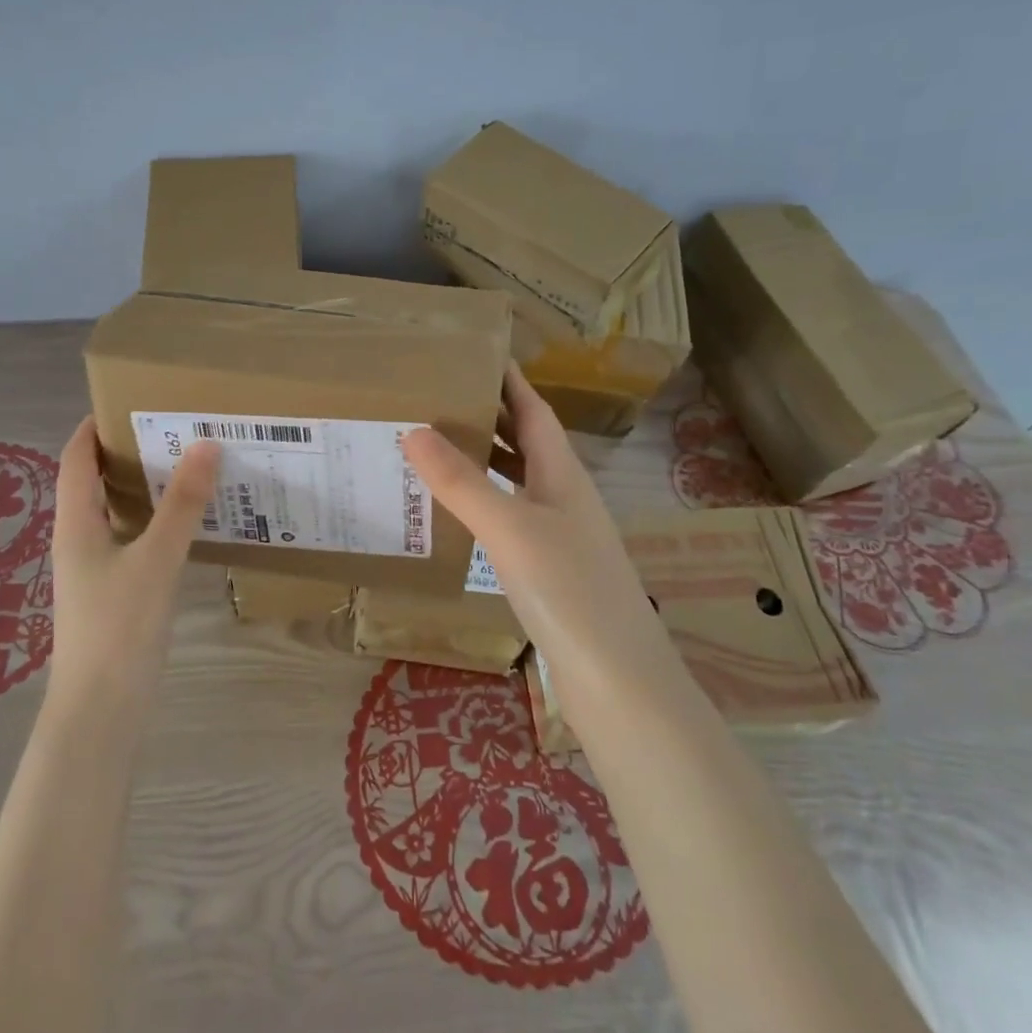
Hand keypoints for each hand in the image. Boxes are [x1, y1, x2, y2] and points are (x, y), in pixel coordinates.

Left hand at [48, 416, 219, 719]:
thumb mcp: (156, 559)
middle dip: (126, 453)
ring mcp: (94, 570)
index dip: (92, 427)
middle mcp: (79, 540)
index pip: (74, 459)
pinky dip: (154, 522)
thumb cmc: (119, 627)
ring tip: (186, 468)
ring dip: (143, 489)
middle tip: (172, 430)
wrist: (100, 710)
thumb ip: (181, 504)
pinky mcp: (113, 594)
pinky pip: (131, 541)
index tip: (128, 402)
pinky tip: (187, 526)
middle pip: (94, 483)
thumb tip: (204, 444)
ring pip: (116, 513)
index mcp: (75, 524)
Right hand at [400, 365, 669, 704]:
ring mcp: (561, 536)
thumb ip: (462, 482)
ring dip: (487, 460)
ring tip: (440, 446)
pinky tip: (461, 515)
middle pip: (528, 443)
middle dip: (492, 416)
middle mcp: (565, 498)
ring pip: (519, 482)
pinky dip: (485, 505)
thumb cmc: (568, 590)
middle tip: (442, 395)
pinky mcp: (552, 572)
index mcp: (563, 475)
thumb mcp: (509, 528)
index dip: (511, 381)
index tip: (480, 353)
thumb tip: (414, 430)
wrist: (618, 679)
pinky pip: (512, 519)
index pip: (535, 412)